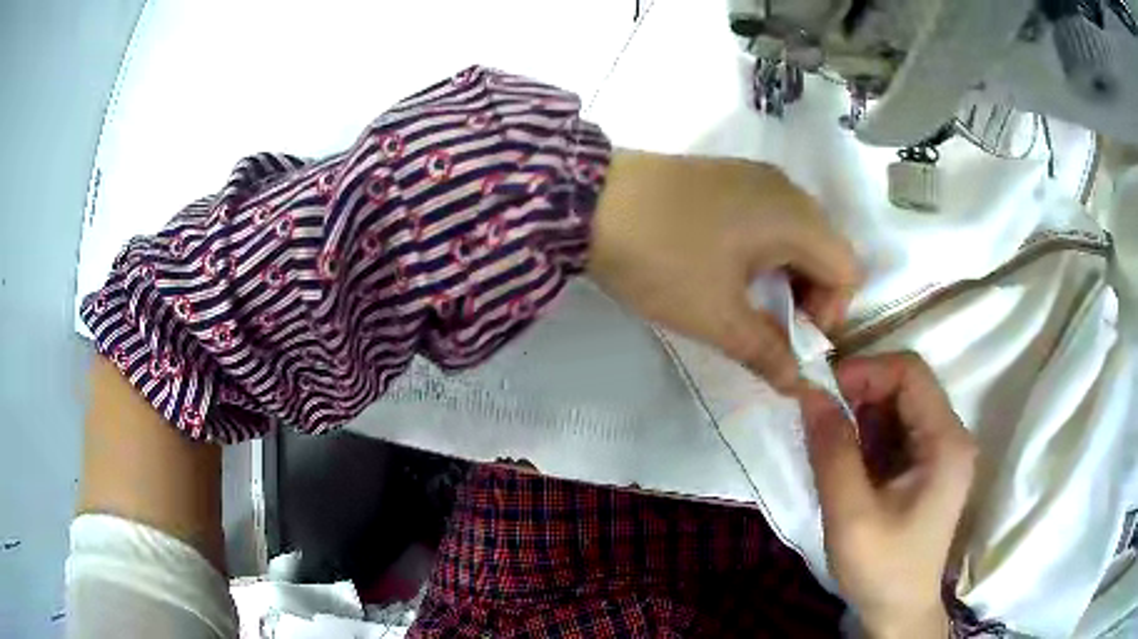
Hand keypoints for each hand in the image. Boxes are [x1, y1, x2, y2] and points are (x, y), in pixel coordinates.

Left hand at [588, 150, 861, 391]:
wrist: (587, 201)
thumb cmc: (662, 259)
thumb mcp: (717, 317)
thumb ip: (767, 352)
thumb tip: (799, 384)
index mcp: (797, 216)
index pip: (848, 270)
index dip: (831, 313)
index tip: (790, 338)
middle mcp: (787, 188)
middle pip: (827, 251)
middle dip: (809, 298)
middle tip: (769, 327)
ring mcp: (755, 177)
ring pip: (798, 236)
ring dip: (786, 277)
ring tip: (746, 303)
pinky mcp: (727, 177)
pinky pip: (769, 219)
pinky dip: (765, 251)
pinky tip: (728, 269)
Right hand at [798, 353, 976, 638]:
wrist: (899, 610)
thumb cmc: (881, 568)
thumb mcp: (851, 516)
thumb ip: (833, 453)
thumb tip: (809, 392)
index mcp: (946, 442)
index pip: (911, 372)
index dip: (866, 371)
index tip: (823, 393)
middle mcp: (952, 435)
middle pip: (908, 385)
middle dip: (861, 393)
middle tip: (820, 418)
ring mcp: (942, 450)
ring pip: (900, 406)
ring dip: (862, 415)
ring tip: (831, 444)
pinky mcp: (928, 465)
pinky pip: (898, 430)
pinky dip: (868, 435)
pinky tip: (848, 461)